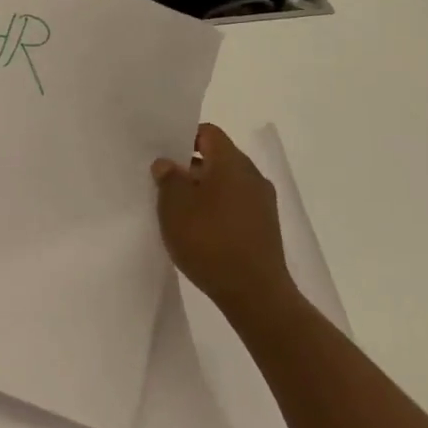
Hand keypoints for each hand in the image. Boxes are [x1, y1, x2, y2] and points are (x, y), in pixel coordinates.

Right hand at [151, 123, 296, 322]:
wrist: (255, 294)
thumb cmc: (210, 240)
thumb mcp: (175, 206)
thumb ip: (168, 178)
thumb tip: (168, 163)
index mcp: (232, 162)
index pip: (208, 133)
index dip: (183, 136)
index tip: (162, 152)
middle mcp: (252, 176)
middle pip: (217, 158)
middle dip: (189, 166)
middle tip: (162, 180)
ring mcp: (262, 203)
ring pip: (226, 183)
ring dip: (202, 190)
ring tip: (176, 207)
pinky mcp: (264, 228)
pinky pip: (235, 205)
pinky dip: (215, 209)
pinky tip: (197, 229)